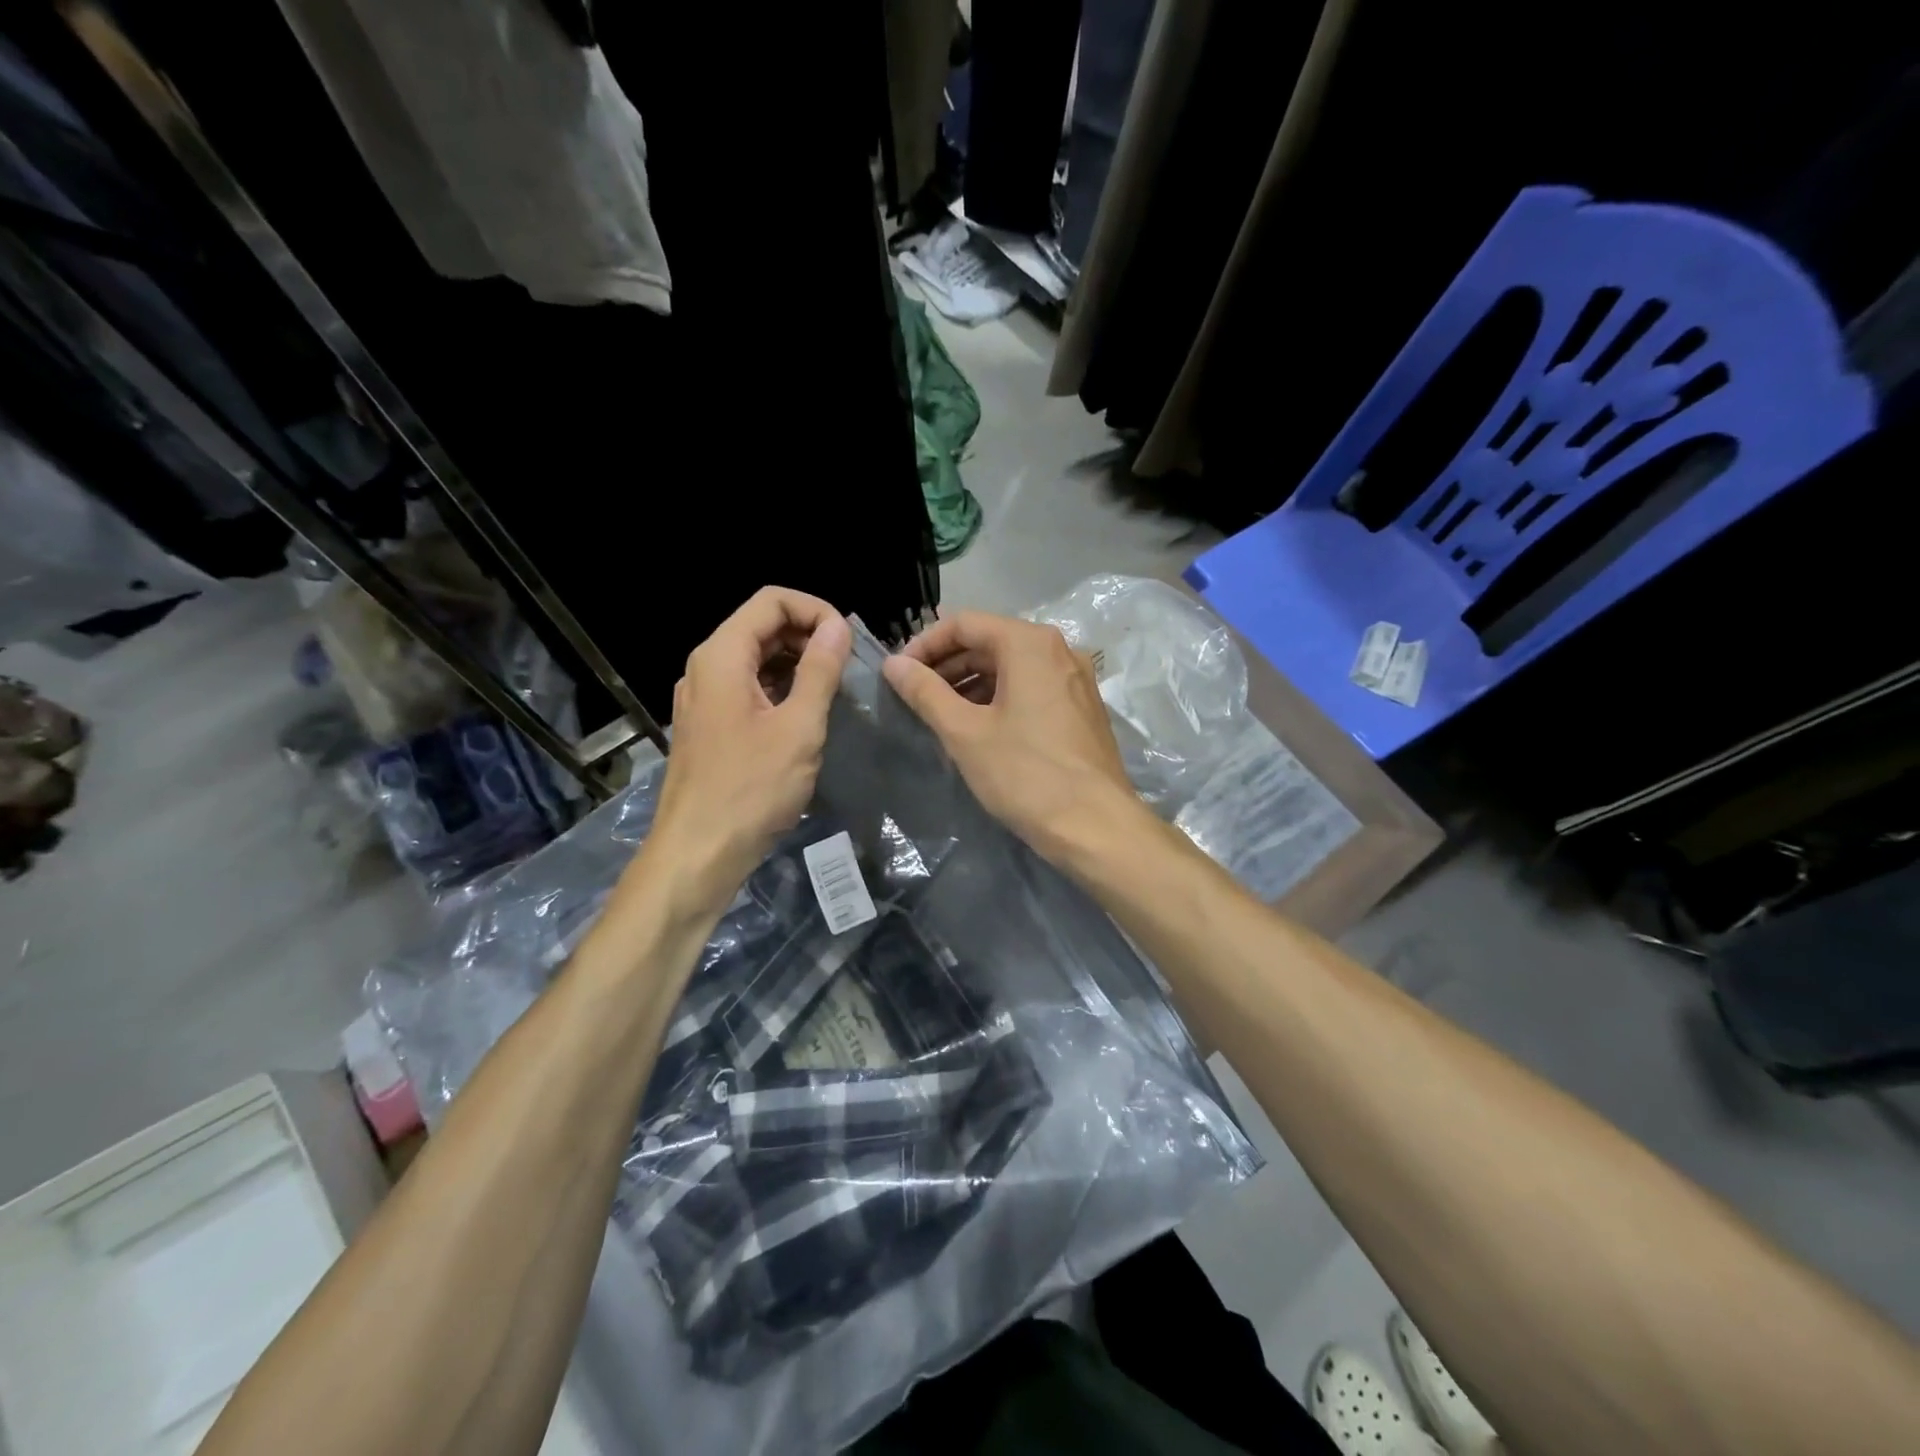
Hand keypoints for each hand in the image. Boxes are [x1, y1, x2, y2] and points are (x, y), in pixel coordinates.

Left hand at [643, 587, 850, 912]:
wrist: (698, 854)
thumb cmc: (751, 789)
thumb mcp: (798, 727)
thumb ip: (820, 671)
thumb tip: (837, 626)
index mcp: (722, 657)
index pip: (771, 600)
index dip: (814, 609)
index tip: (847, 641)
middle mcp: (706, 668)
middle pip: (760, 625)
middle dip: (807, 634)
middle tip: (846, 666)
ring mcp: (703, 698)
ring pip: (754, 658)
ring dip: (796, 663)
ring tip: (832, 690)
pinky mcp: (708, 725)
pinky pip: (746, 688)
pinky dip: (779, 688)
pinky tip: (805, 715)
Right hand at [882, 611, 1140, 860]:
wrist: (1095, 825)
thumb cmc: (1025, 774)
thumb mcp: (965, 732)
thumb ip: (925, 692)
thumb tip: (894, 664)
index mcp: (1030, 643)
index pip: (965, 623)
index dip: (925, 643)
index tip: (899, 673)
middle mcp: (1059, 649)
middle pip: (990, 641)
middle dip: (948, 665)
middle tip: (915, 695)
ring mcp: (1076, 679)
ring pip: (1012, 667)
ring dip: (972, 683)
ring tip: (941, 714)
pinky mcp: (1082, 708)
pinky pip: (1033, 688)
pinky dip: (1000, 698)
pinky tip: (979, 728)